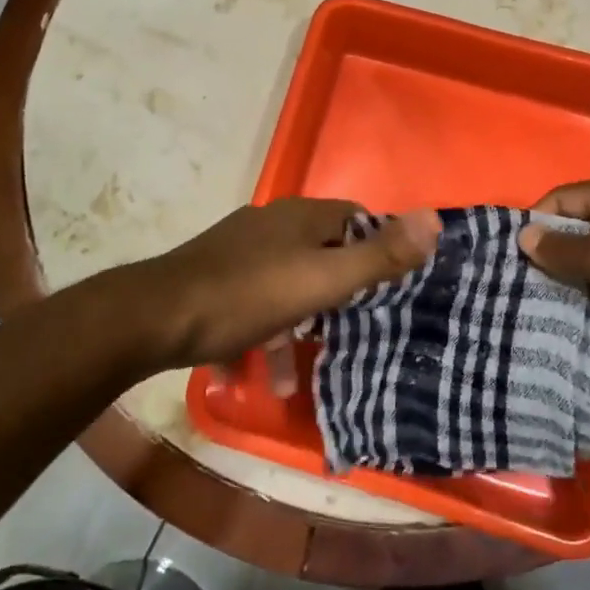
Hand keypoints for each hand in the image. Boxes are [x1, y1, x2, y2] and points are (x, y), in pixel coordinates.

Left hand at [128, 199, 440, 376]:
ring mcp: (238, 250)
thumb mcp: (321, 281)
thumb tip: (435, 218)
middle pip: (321, 251)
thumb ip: (377, 256)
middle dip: (340, 292)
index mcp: (300, 217)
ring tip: (299, 371)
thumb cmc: (247, 296)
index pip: (355, 217)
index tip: (393, 286)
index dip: (378, 245)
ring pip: (285, 284)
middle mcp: (270, 225)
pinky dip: (262, 334)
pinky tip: (257, 372)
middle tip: (356, 330)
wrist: (155, 317)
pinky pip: (251, 304)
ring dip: (297, 326)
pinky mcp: (213, 279)